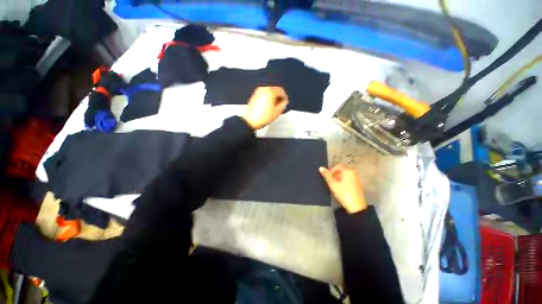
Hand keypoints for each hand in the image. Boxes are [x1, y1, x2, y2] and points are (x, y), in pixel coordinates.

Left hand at [243, 86, 287, 129]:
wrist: (251, 121)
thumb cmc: (264, 117)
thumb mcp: (277, 112)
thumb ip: (283, 104)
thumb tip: (284, 102)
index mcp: (270, 91)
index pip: (281, 90)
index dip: (285, 96)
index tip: (285, 102)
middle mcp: (264, 89)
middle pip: (274, 90)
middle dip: (279, 96)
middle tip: (281, 104)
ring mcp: (258, 92)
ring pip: (269, 92)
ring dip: (273, 97)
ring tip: (275, 106)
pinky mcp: (254, 96)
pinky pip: (264, 94)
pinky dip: (267, 98)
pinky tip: (268, 106)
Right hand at [319, 164, 366, 213]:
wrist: (356, 206)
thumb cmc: (343, 193)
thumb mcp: (333, 184)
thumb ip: (327, 175)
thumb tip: (321, 168)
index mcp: (348, 171)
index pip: (337, 166)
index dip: (331, 171)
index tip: (327, 178)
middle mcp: (353, 173)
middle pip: (341, 171)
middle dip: (334, 175)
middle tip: (330, 182)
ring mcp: (357, 179)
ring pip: (345, 176)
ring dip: (338, 179)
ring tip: (334, 186)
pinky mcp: (358, 185)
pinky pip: (348, 180)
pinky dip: (343, 182)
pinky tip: (340, 189)